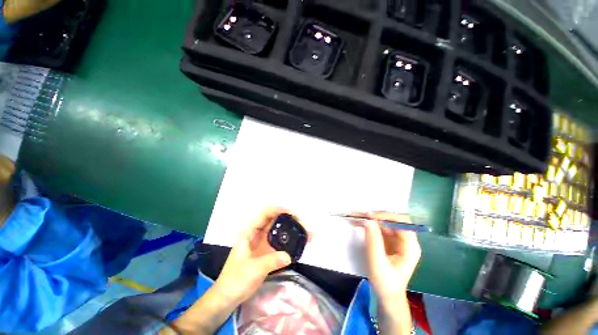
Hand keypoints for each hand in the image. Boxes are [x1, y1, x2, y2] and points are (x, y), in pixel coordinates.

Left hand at [214, 207, 305, 304]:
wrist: (228, 297)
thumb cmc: (236, 280)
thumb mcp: (253, 269)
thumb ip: (271, 261)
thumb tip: (289, 256)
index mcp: (250, 232)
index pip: (265, 214)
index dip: (278, 210)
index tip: (292, 213)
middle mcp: (257, 234)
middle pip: (275, 220)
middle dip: (289, 219)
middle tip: (302, 224)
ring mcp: (263, 243)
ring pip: (279, 231)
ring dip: (292, 230)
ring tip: (305, 232)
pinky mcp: (267, 252)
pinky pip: (280, 243)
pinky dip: (290, 241)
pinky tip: (299, 244)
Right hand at [358, 212, 420, 298]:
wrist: (387, 294)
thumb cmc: (385, 282)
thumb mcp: (377, 263)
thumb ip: (373, 241)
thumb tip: (368, 220)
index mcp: (410, 247)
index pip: (402, 223)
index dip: (386, 217)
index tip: (369, 217)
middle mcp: (406, 240)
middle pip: (394, 220)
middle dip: (378, 216)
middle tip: (362, 216)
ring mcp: (398, 239)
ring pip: (386, 221)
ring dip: (372, 218)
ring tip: (357, 217)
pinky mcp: (390, 240)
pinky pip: (381, 227)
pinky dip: (371, 224)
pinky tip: (360, 223)